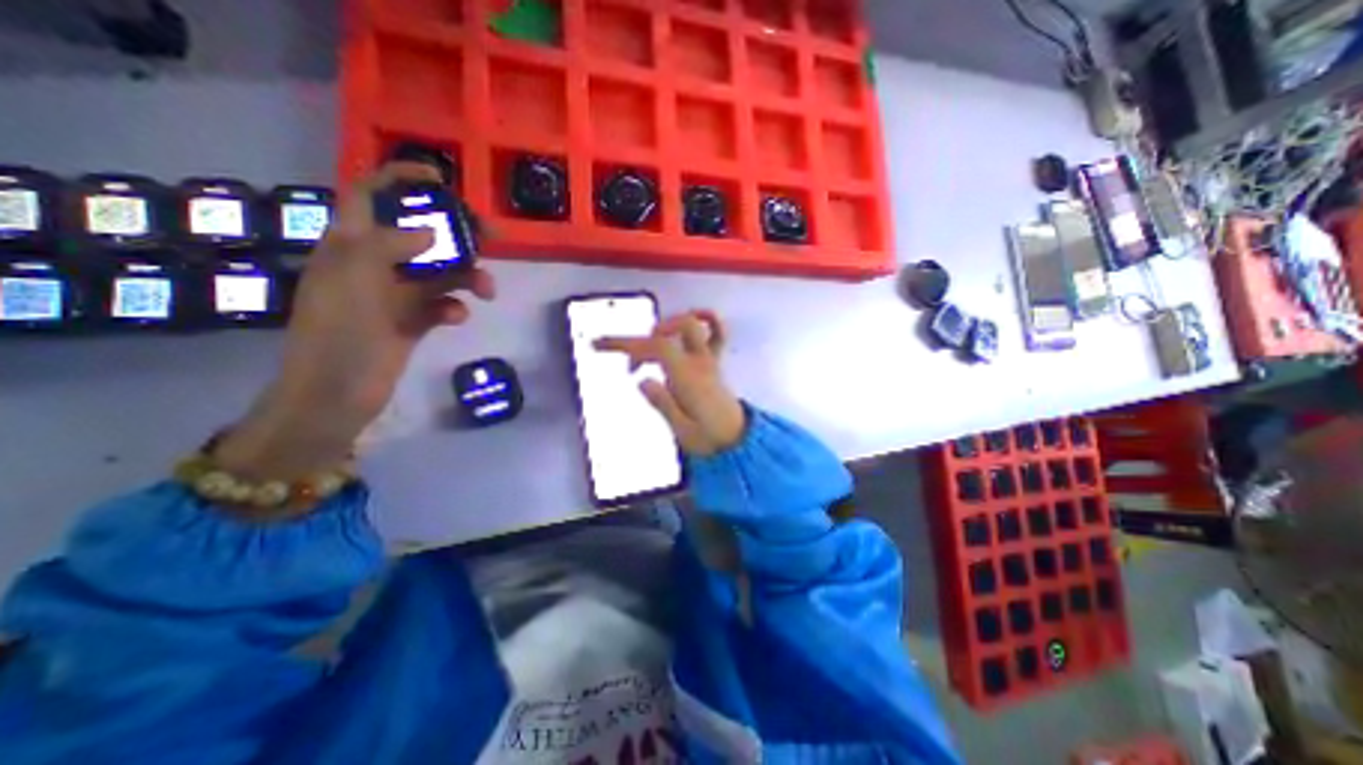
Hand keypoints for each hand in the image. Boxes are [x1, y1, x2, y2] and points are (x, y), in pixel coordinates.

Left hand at [220, 161, 497, 480]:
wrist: (337, 393)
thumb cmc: (339, 333)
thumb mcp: (355, 280)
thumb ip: (389, 247)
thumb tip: (430, 233)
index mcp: (351, 245)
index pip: (370, 195)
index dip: (399, 178)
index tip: (440, 179)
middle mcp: (375, 264)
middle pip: (421, 234)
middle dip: (456, 233)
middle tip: (491, 237)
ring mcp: (397, 294)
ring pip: (441, 272)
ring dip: (467, 277)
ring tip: (487, 291)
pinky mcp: (414, 320)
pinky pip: (442, 304)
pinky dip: (454, 307)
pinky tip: (457, 317)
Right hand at [597, 307, 744, 455]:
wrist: (738, 441)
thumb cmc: (710, 439)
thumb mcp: (682, 432)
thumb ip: (663, 404)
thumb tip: (642, 380)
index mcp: (689, 378)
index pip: (657, 347)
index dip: (626, 343)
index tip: (599, 346)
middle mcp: (699, 362)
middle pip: (669, 332)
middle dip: (641, 340)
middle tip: (631, 366)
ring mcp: (709, 359)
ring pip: (692, 324)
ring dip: (664, 327)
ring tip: (650, 347)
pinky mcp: (714, 362)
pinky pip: (717, 332)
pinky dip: (704, 319)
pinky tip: (688, 323)